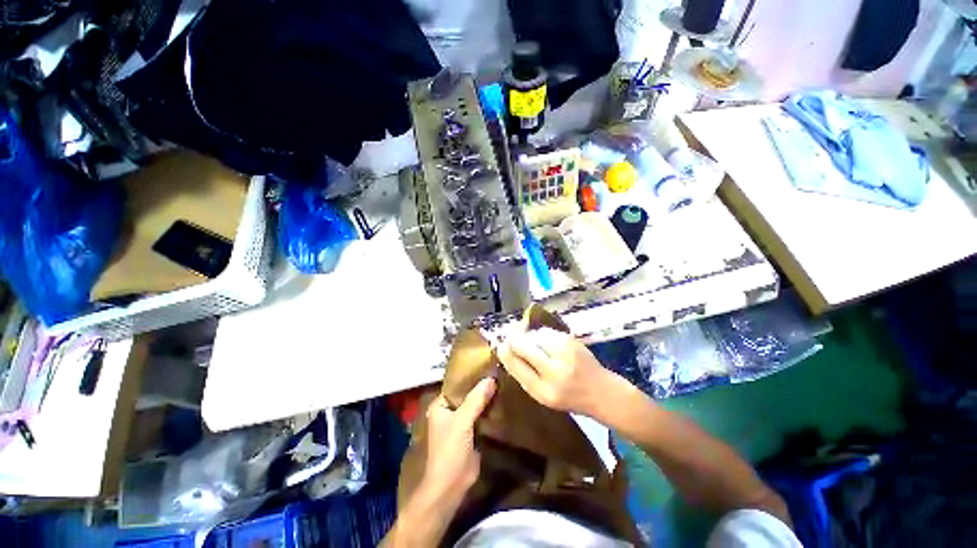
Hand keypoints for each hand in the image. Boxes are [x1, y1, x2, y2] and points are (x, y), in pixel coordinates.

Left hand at [420, 377, 496, 502]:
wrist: (451, 485)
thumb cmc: (450, 450)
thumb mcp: (462, 421)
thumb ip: (476, 400)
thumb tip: (491, 378)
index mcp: (440, 405)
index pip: (456, 384)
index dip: (470, 375)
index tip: (487, 364)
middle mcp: (449, 411)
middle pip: (467, 394)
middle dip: (481, 386)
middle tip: (498, 372)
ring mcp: (460, 422)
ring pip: (475, 404)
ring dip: (486, 397)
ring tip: (503, 381)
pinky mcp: (471, 433)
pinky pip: (481, 416)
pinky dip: (489, 410)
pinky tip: (502, 400)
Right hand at [498, 327, 621, 416]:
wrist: (602, 392)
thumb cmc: (569, 397)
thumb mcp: (544, 395)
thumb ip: (525, 375)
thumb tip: (507, 350)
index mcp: (544, 391)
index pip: (516, 366)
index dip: (505, 353)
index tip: (499, 345)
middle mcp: (554, 372)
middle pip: (523, 346)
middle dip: (514, 339)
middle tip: (510, 336)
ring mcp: (565, 354)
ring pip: (534, 336)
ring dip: (530, 337)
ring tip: (533, 343)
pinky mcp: (572, 341)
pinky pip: (547, 333)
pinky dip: (542, 336)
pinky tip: (546, 343)